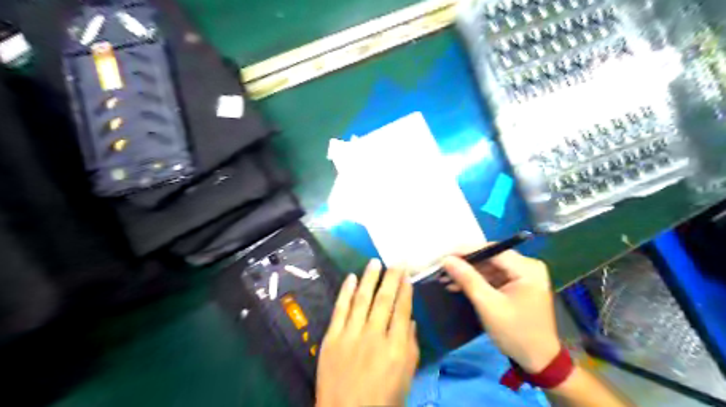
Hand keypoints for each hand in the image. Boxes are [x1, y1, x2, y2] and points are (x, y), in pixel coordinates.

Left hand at [316, 261, 419, 406]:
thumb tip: (410, 320)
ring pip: (362, 299)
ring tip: (375, 262)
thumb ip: (411, 347)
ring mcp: (351, 335)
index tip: (407, 276)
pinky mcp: (332, 337)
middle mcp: (374, 336)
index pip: (402, 310)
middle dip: (391, 278)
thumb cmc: (382, 400)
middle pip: (384, 300)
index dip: (405, 291)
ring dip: (369, 278)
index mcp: (396, 348)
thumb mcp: (406, 378)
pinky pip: (340, 309)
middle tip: (396, 262)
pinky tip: (351, 278)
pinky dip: (346, 292)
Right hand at [440, 247, 557, 372]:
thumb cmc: (514, 332)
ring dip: (470, 274)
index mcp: (527, 269)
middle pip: (491, 258)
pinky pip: (495, 277)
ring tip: (447, 279)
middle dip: (466, 264)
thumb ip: (467, 279)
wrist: (538, 361)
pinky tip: (460, 286)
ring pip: (491, 267)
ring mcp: (525, 276)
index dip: (466, 251)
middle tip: (443, 269)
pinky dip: (478, 281)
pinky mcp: (520, 285)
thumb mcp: (487, 305)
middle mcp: (529, 266)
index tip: (444, 256)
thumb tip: (447, 259)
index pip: (492, 251)